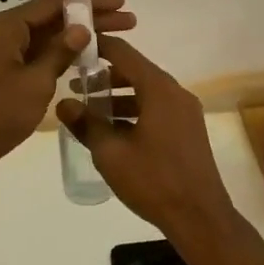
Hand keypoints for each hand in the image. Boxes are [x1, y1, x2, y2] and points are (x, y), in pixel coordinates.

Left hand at [0, 0, 136, 178]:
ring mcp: (2, 55)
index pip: (54, 2)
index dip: (89, 0)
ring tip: (116, 37)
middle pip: (52, 17)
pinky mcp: (4, 75)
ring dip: (78, 36)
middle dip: (90, 17)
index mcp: (6, 26)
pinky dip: (62, 54)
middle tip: (129, 21)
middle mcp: (2, 33)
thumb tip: (82, 26)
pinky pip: (38, 55)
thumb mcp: (35, 82)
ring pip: (46, 37)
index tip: (121, 2)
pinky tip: (86, 60)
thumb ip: (59, 52)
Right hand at [57, 36, 237, 247]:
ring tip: (89, 110)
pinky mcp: (188, 129)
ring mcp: (185, 111)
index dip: (97, 46)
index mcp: (158, 89)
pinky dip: (134, 110)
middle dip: (104, 75)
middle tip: (75, 84)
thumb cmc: (153, 180)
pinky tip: (113, 130)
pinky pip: (156, 108)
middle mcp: (175, 92)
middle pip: (135, 70)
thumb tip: (64, 103)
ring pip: (146, 91)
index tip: (73, 48)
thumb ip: (86, 124)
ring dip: (118, 95)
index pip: (123, 52)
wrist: (199, 218)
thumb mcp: (110, 153)